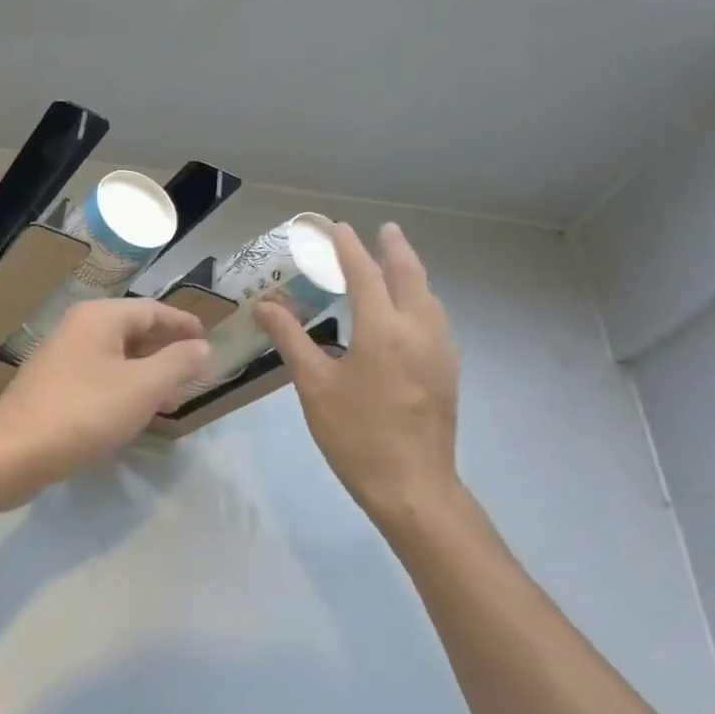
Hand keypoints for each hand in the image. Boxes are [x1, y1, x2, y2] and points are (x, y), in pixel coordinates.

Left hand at [0, 299, 210, 498]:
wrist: (12, 452)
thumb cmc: (84, 412)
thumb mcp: (142, 387)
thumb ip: (178, 363)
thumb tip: (203, 347)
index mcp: (99, 318)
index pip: (151, 309)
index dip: (182, 324)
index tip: (208, 339)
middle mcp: (78, 328)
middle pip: (132, 331)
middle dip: (166, 351)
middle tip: (195, 373)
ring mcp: (62, 358)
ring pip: (116, 357)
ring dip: (146, 374)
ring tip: (172, 399)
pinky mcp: (53, 387)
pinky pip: (99, 378)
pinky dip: (123, 389)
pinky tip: (134, 415)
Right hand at [256, 221, 461, 527]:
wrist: (413, 487)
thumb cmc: (356, 435)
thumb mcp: (314, 386)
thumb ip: (291, 339)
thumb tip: (266, 305)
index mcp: (383, 330)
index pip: (364, 273)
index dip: (347, 246)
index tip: (333, 226)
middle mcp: (419, 330)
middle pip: (409, 275)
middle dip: (394, 248)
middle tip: (381, 229)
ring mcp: (440, 350)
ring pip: (428, 296)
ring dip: (410, 272)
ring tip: (393, 262)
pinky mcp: (447, 370)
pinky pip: (435, 318)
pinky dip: (419, 299)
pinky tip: (406, 311)